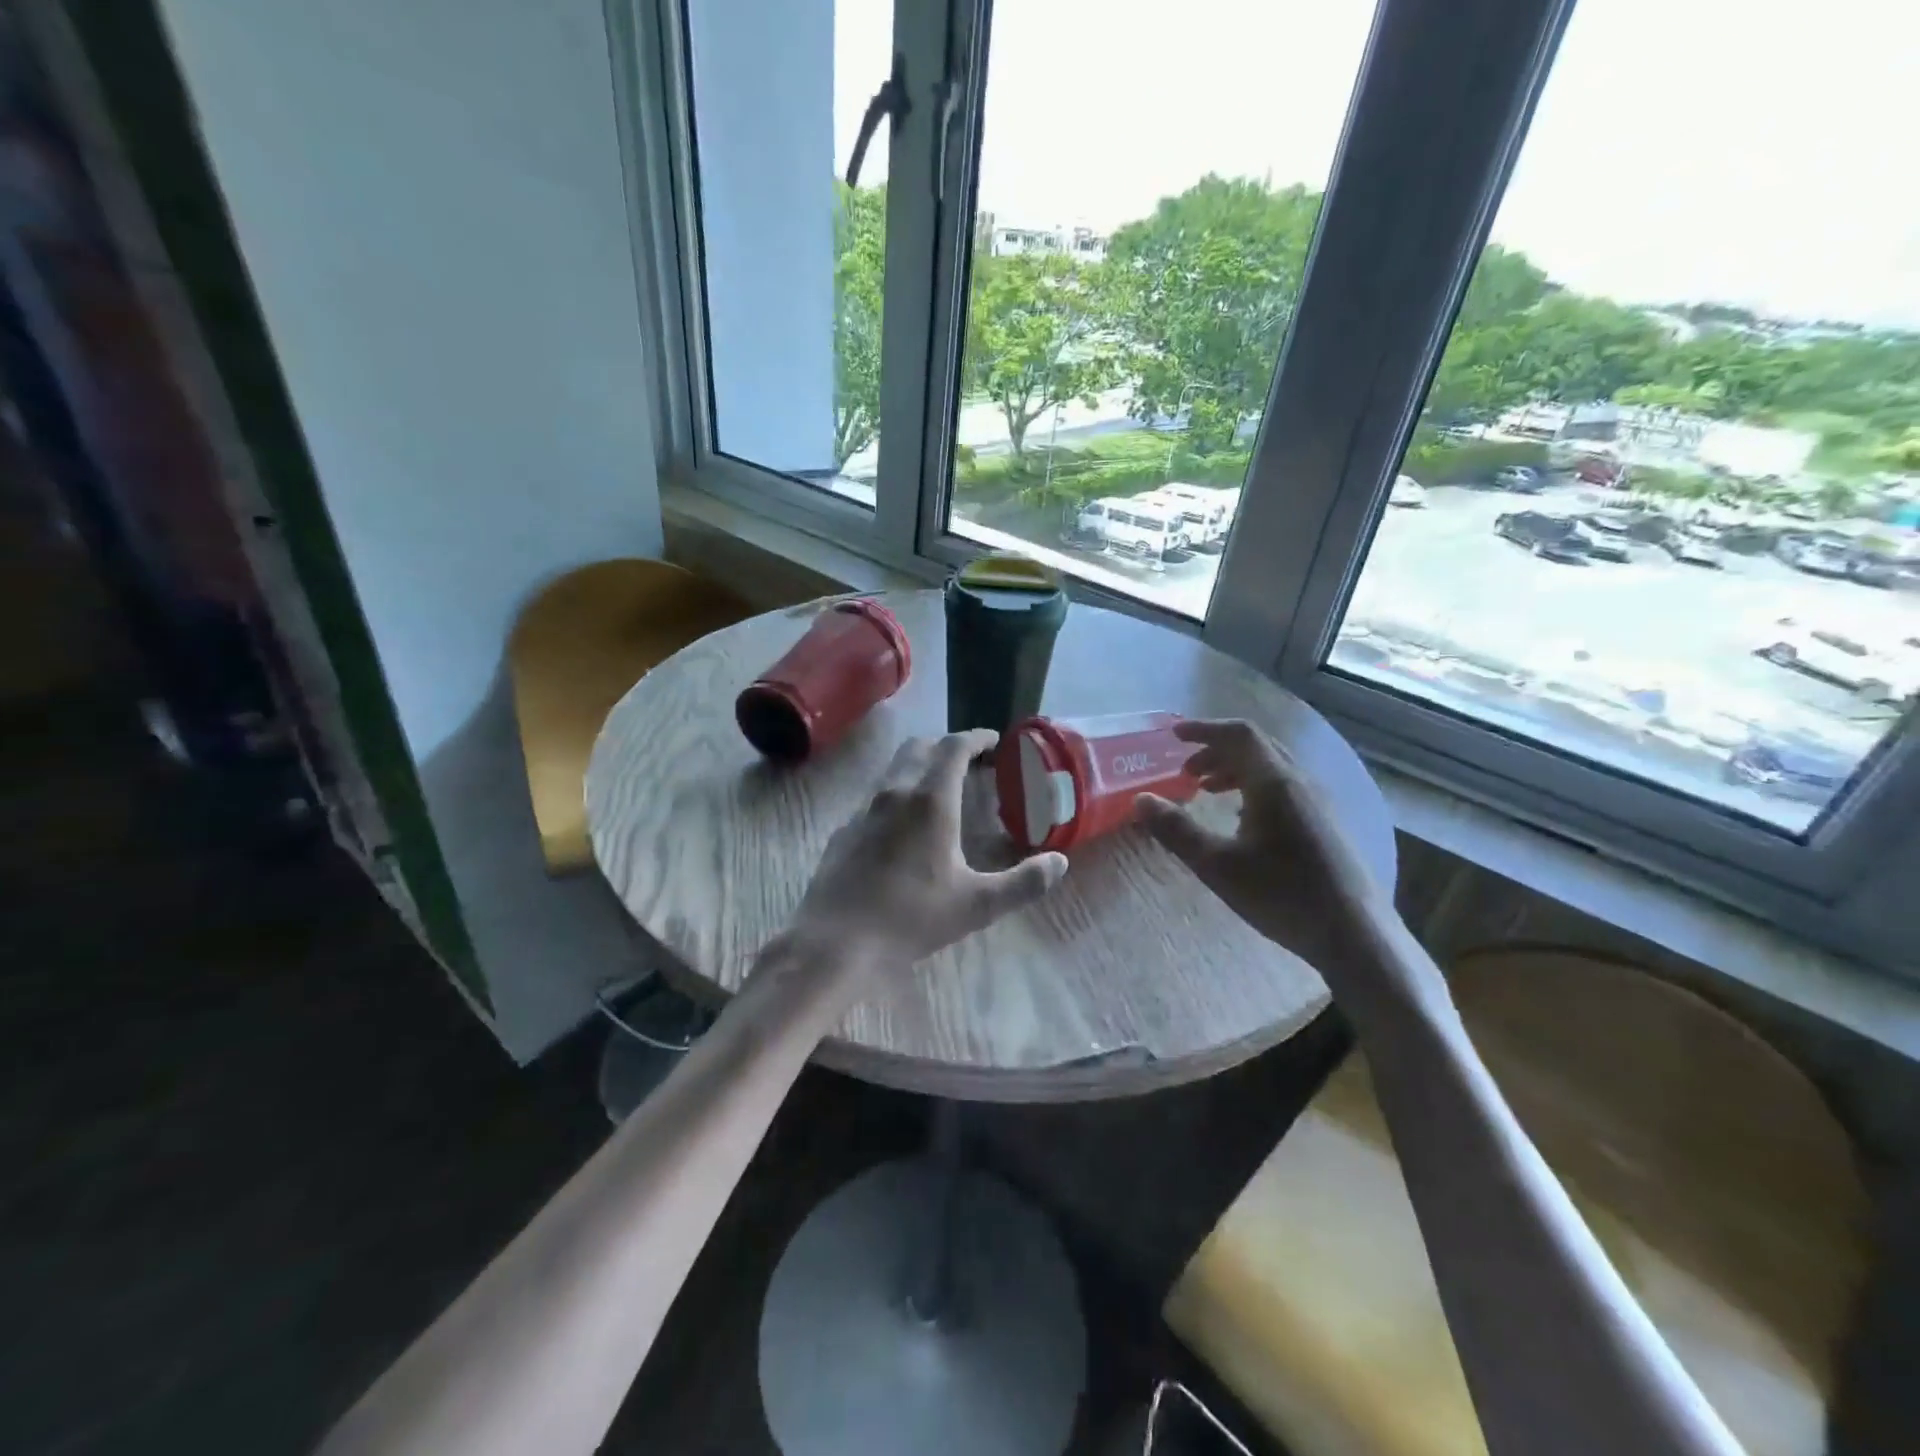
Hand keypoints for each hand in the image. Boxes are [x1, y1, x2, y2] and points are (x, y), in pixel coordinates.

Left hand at [787, 729, 1067, 977]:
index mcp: (930, 801)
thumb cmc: (911, 918)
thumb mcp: (977, 906)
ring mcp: (863, 810)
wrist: (835, 942)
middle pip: (920, 747)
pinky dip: (897, 797)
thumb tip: (1059, 863)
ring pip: (894, 770)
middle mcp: (894, 793)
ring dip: (919, 768)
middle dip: (947, 746)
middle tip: (970, 763)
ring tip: (940, 793)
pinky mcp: (843, 831)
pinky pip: (875, 799)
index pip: (954, 747)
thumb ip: (1023, 883)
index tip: (995, 740)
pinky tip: (903, 831)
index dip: (977, 737)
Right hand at [1135, 719, 1386, 966]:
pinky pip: (1285, 787)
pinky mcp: (1326, 823)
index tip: (1173, 736)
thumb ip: (1176, 830)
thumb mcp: (1217, 865)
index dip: (1204, 729)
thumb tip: (1140, 800)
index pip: (1239, 735)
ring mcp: (1318, 802)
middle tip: (1185, 771)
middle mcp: (1300, 782)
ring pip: (1272, 767)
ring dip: (1235, 769)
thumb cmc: (1282, 895)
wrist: (1354, 934)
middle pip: (1256, 747)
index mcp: (1274, 783)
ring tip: (1207, 791)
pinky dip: (1254, 787)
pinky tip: (1242, 820)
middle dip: (1216, 751)